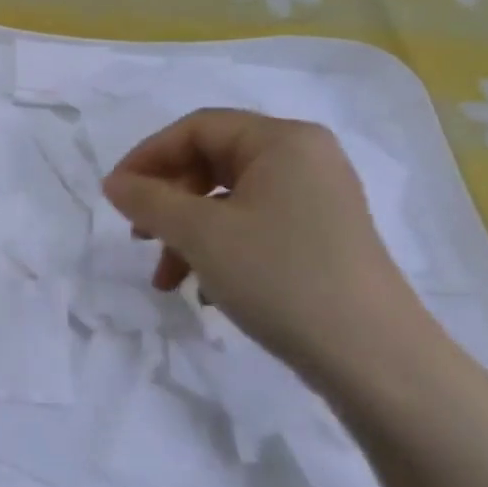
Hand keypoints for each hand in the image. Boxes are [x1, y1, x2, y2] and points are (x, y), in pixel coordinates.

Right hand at [100, 108, 431, 381]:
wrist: (373, 358)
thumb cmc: (281, 277)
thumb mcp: (201, 235)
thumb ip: (149, 201)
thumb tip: (114, 183)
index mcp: (282, 141)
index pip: (197, 128)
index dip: (147, 156)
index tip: (115, 194)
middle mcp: (304, 159)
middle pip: (211, 162)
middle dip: (167, 201)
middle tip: (138, 236)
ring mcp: (316, 199)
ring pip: (227, 201)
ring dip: (186, 233)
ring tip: (165, 278)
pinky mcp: (320, 237)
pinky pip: (252, 226)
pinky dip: (218, 250)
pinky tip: (204, 291)